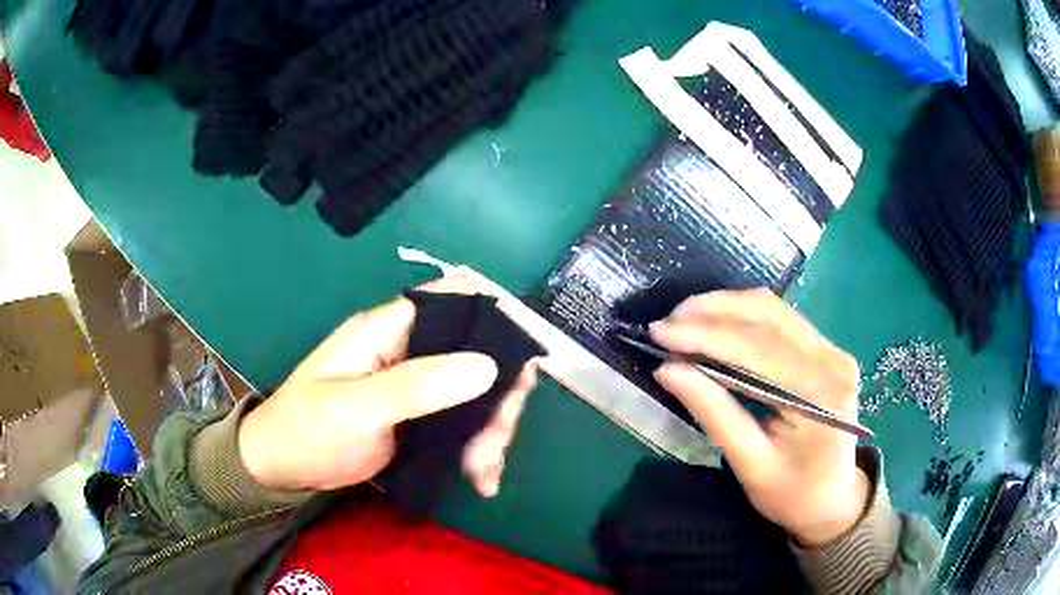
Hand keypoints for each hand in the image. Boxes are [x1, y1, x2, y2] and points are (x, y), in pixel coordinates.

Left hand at [238, 277, 536, 496]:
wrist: (283, 468)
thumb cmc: (307, 429)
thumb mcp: (355, 408)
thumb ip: (416, 386)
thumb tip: (486, 365)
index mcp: (388, 330)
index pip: (450, 301)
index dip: (492, 316)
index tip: (521, 359)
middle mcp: (407, 350)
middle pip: (475, 353)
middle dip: (497, 397)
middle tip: (497, 441)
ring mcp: (415, 386)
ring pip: (475, 394)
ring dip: (490, 432)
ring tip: (484, 473)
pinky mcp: (419, 418)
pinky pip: (463, 424)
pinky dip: (478, 449)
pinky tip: (482, 478)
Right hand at [651, 288, 868, 546]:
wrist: (832, 500)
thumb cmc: (791, 494)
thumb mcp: (750, 465)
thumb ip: (714, 414)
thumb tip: (668, 370)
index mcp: (819, 395)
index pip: (758, 348)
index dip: (706, 335)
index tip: (660, 333)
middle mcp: (833, 361)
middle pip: (767, 315)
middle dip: (712, 312)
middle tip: (666, 324)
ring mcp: (832, 350)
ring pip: (773, 309)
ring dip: (725, 307)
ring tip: (685, 320)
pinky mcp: (825, 350)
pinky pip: (780, 319)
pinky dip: (742, 316)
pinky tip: (716, 324)